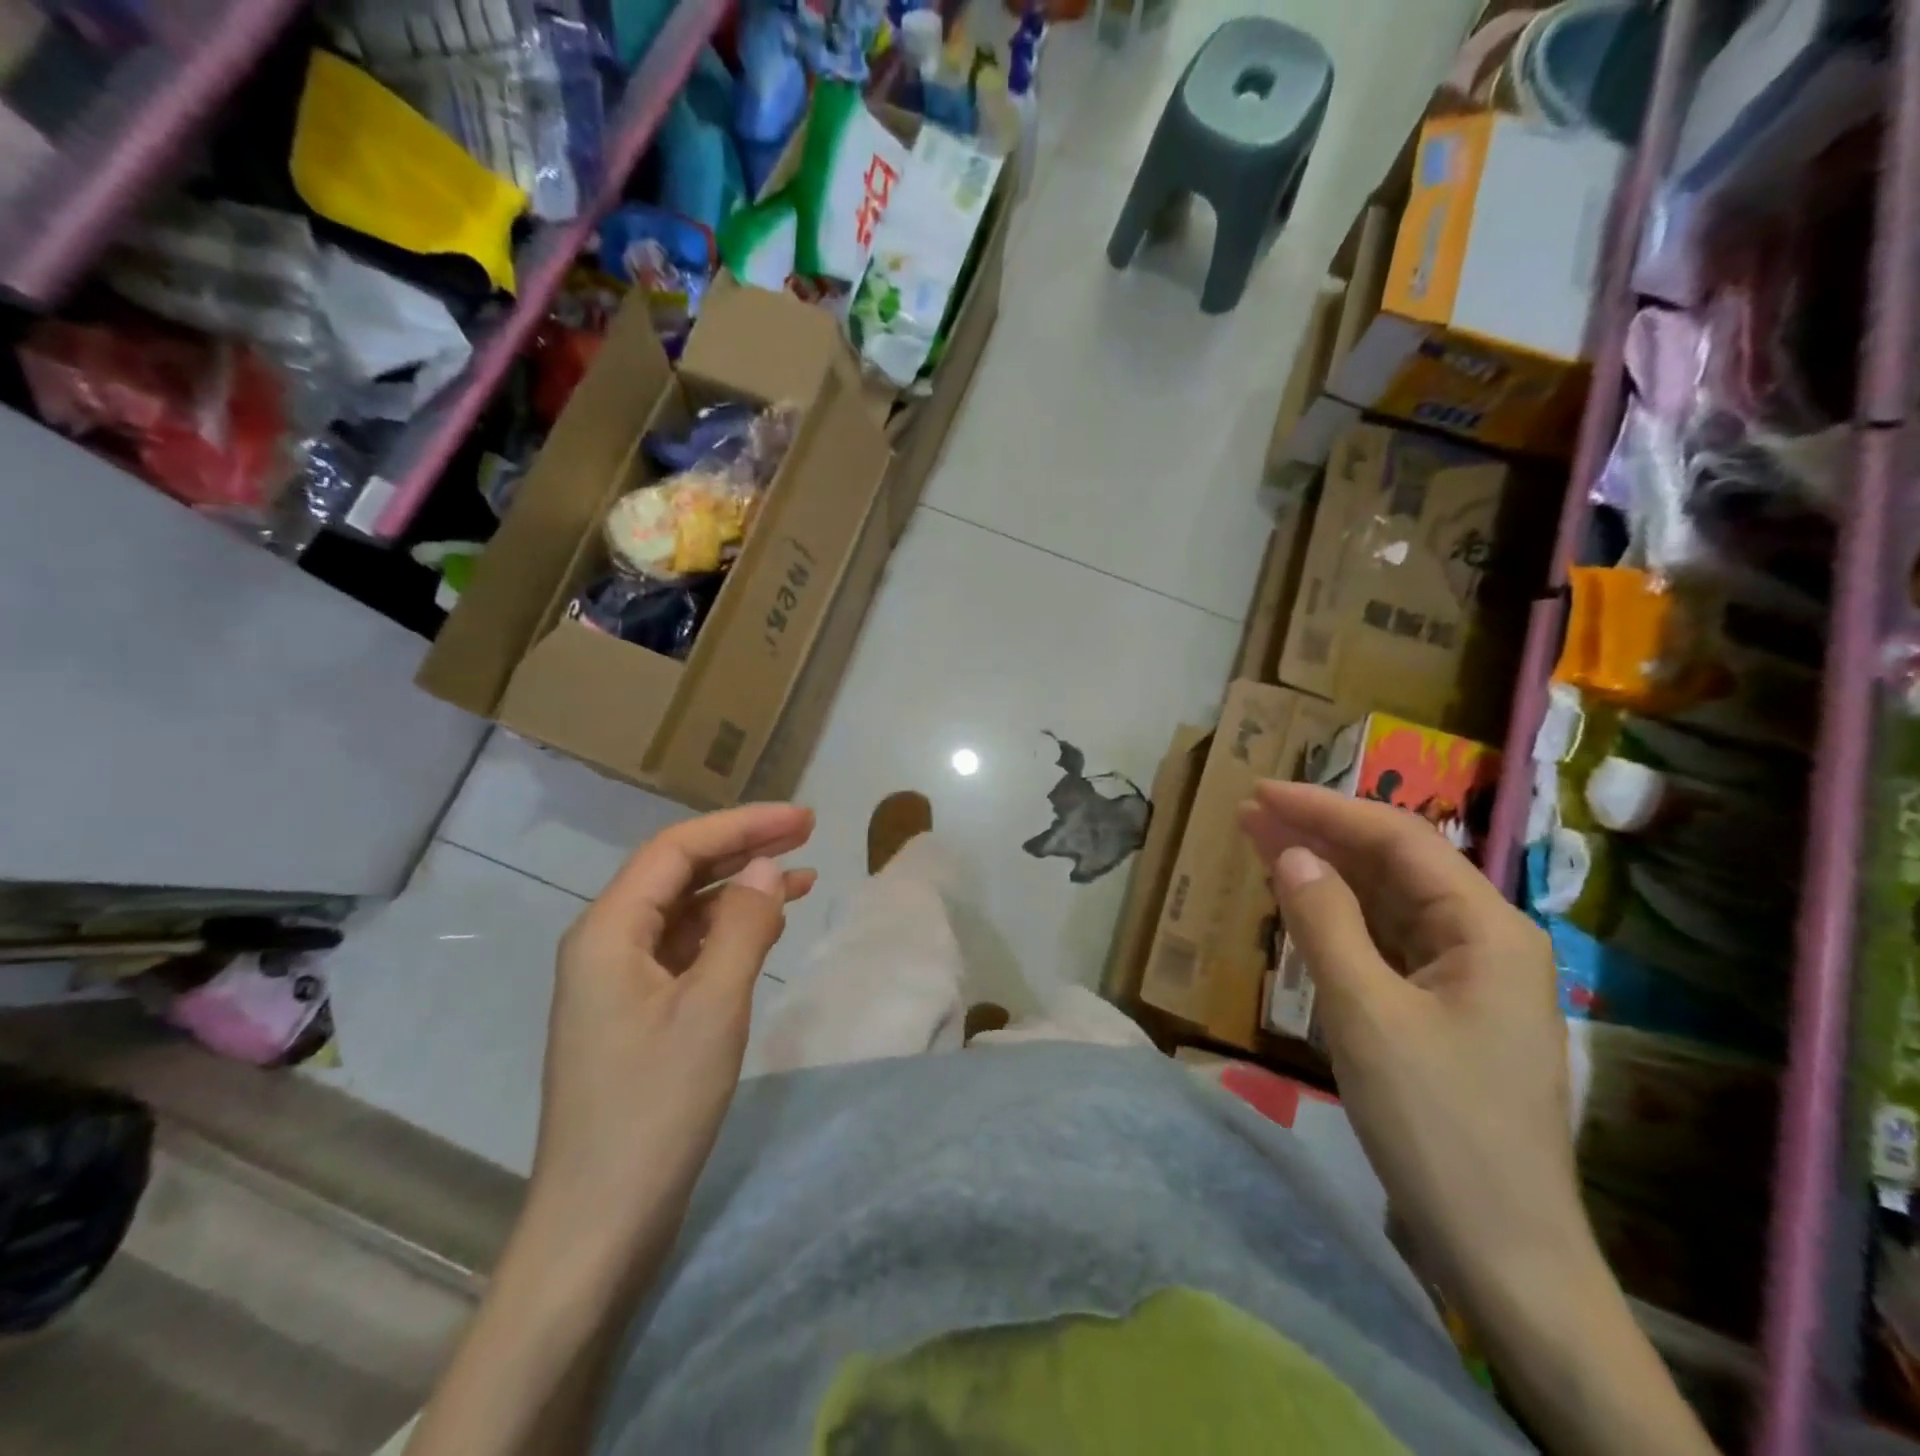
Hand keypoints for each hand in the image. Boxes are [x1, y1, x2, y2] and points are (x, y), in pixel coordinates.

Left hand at [530, 803, 815, 1257]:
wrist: (598, 1223)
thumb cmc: (654, 1110)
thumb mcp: (713, 1009)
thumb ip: (743, 928)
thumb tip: (769, 867)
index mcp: (608, 931)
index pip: (677, 849)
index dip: (743, 825)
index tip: (803, 820)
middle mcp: (606, 944)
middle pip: (678, 873)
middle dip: (744, 848)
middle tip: (808, 834)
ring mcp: (618, 981)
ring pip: (685, 911)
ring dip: (741, 890)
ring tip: (803, 877)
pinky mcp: (636, 1012)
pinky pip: (686, 949)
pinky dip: (729, 931)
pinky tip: (768, 929)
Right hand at [1238, 782, 1584, 1308]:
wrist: (1501, 1252)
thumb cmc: (1437, 1125)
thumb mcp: (1366, 1015)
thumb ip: (1326, 923)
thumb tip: (1293, 852)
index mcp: (1487, 929)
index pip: (1399, 840)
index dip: (1326, 809)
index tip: (1261, 793)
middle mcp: (1485, 941)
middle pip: (1395, 866)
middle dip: (1322, 834)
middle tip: (1250, 813)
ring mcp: (1467, 979)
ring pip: (1387, 903)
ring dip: (1327, 872)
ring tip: (1262, 843)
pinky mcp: (1444, 1011)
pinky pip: (1386, 944)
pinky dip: (1339, 919)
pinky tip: (1302, 905)